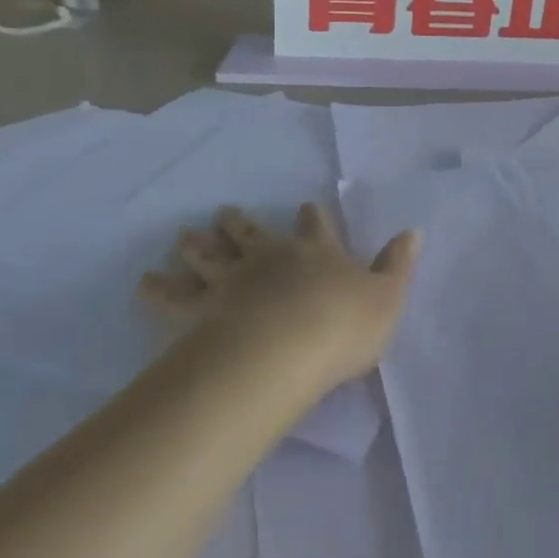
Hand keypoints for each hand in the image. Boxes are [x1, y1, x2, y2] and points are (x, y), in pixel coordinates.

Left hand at [140, 203, 418, 394]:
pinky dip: (158, 287)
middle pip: (252, 233)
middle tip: (225, 212)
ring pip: (210, 254)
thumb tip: (413, 232)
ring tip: (183, 234)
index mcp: (317, 253)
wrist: (288, 349)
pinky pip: (174, 295)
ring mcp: (233, 280)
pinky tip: (145, 281)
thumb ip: (397, 265)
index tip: (303, 208)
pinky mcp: (201, 309)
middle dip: (239, 223)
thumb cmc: (344, 325)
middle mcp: (272, 258)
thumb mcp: (388, 297)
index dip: (310, 218)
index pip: (315, 227)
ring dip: (197, 244)